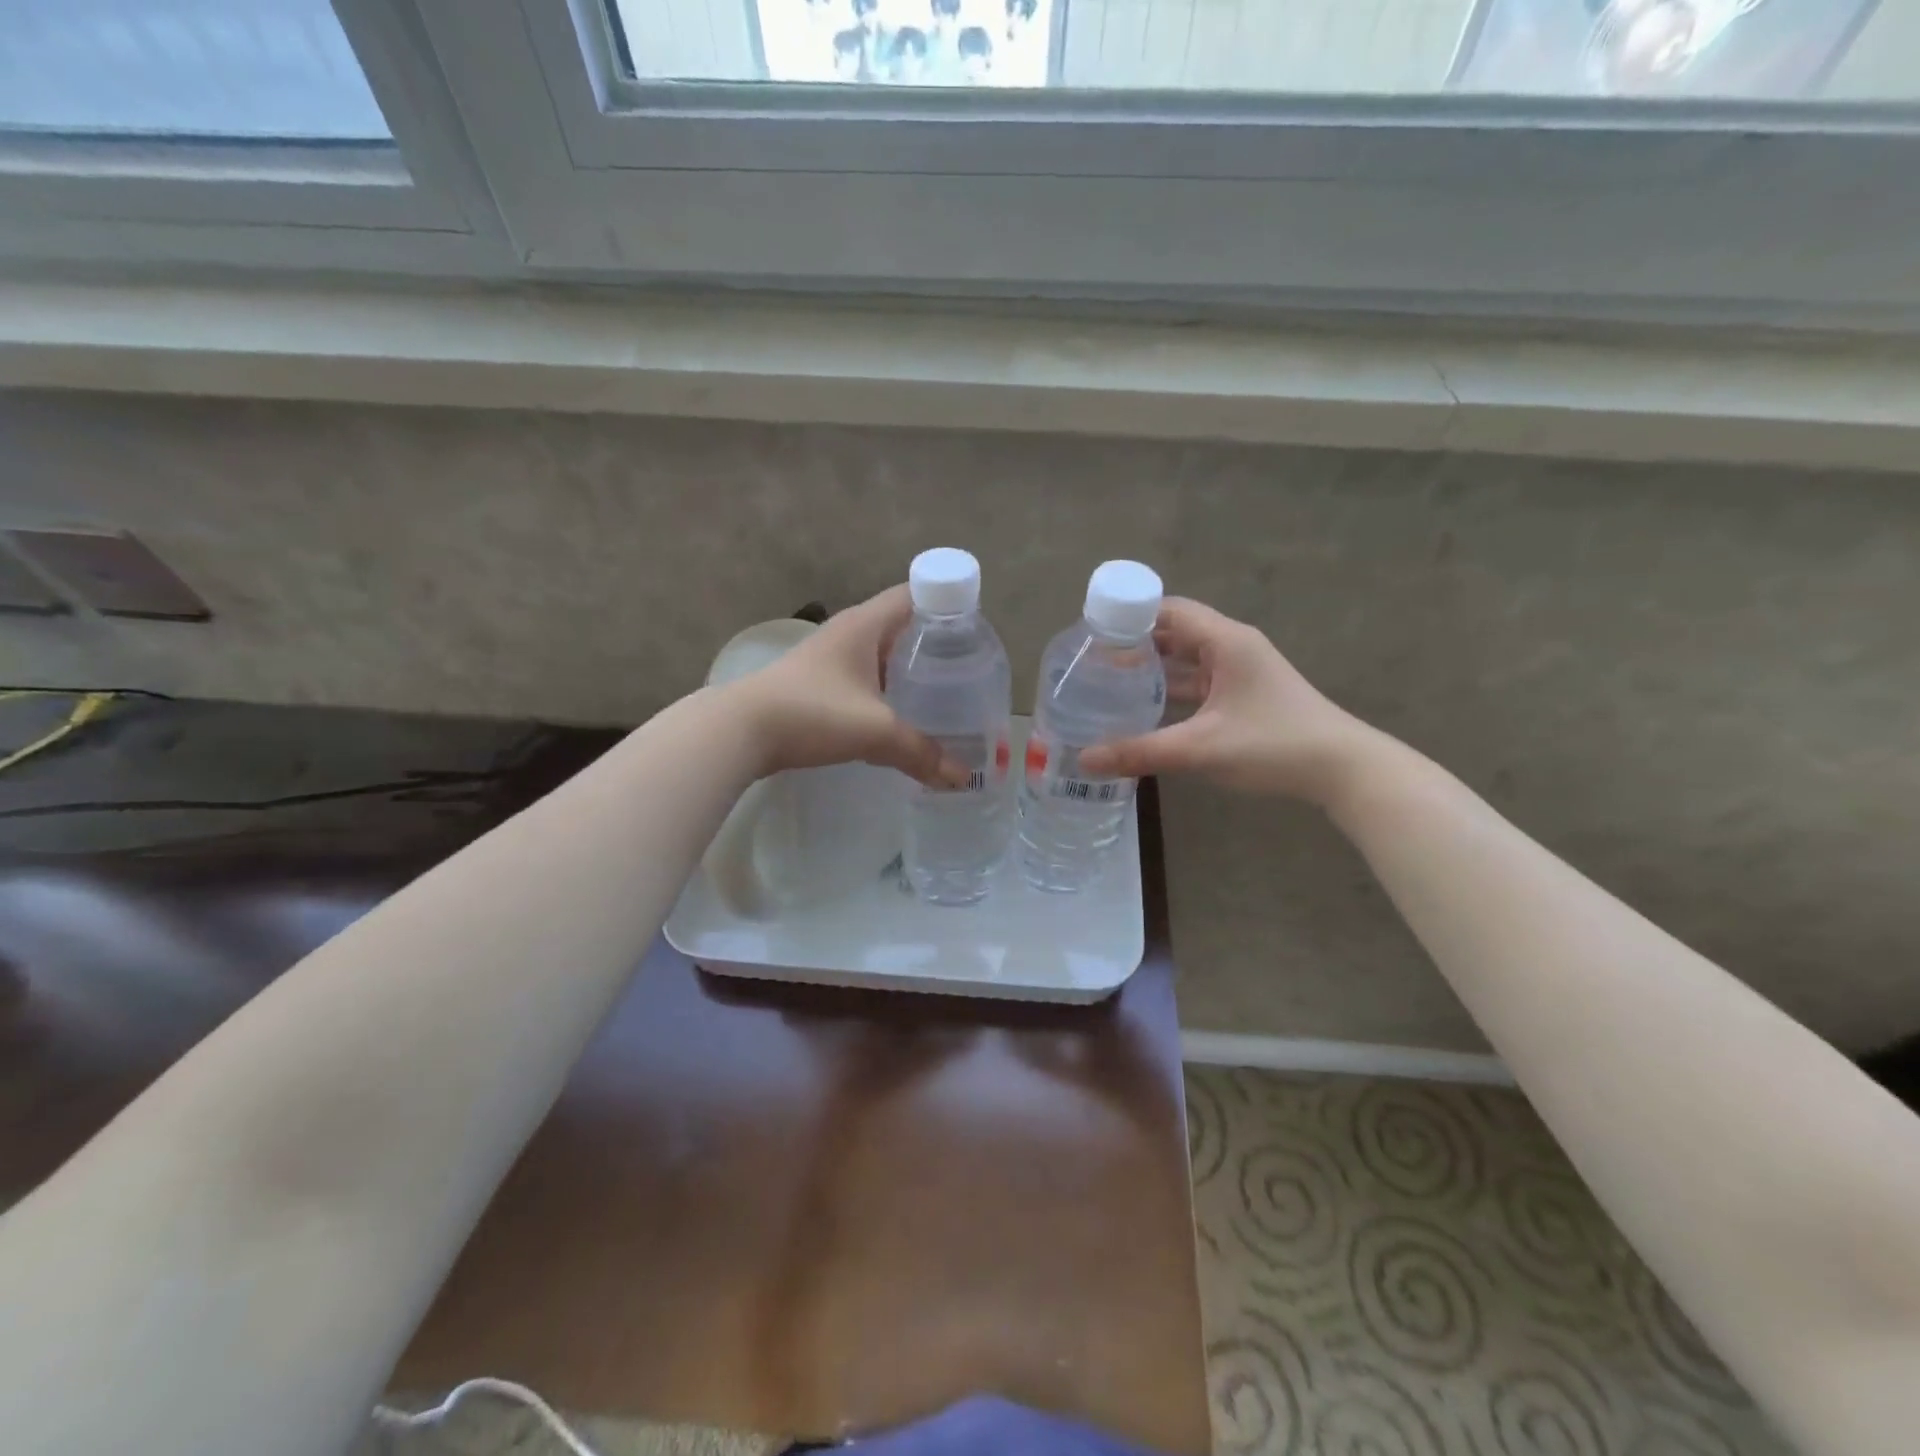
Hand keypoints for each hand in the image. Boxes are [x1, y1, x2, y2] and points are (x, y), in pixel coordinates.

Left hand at [727, 585, 967, 786]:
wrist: (739, 731)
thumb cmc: (811, 713)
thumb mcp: (874, 731)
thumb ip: (921, 753)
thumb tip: (960, 778)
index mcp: (866, 624)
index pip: (917, 594)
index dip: (948, 606)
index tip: (974, 634)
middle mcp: (849, 632)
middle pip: (903, 625)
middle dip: (935, 645)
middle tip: (966, 672)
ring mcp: (830, 657)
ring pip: (882, 654)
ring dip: (909, 670)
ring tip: (941, 695)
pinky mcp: (818, 682)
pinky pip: (864, 676)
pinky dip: (886, 689)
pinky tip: (899, 715)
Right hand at [1077, 598, 1371, 804]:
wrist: (1342, 769)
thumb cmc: (1273, 745)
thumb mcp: (1201, 748)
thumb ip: (1140, 751)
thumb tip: (1084, 760)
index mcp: (1225, 641)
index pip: (1168, 609)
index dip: (1129, 616)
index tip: (1091, 634)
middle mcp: (1231, 647)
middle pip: (1173, 632)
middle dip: (1133, 644)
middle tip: (1090, 661)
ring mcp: (1239, 672)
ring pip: (1185, 659)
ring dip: (1151, 668)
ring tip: (1107, 683)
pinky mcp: (1243, 696)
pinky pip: (1197, 682)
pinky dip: (1170, 690)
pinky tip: (1145, 709)